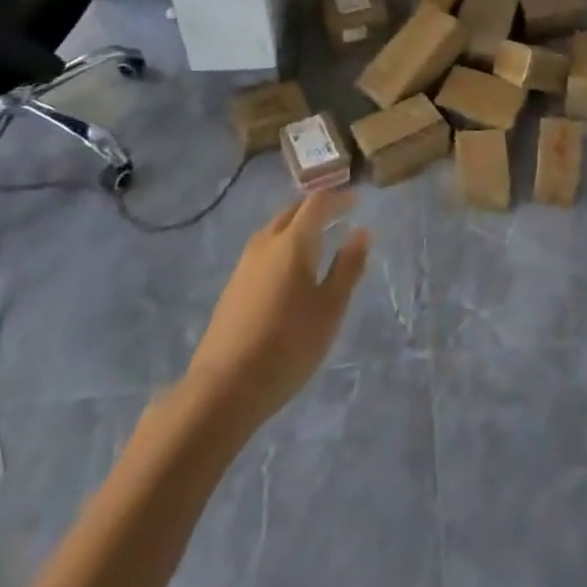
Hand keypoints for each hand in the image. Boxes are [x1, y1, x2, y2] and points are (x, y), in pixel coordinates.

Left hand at [187, 191, 368, 428]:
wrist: (225, 388)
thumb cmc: (289, 345)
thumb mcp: (330, 308)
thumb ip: (347, 267)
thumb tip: (361, 232)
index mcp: (293, 243)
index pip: (316, 204)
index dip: (337, 198)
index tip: (356, 201)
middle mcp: (265, 244)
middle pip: (291, 212)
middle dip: (315, 208)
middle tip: (338, 215)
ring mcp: (244, 265)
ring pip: (274, 230)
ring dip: (296, 226)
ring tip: (317, 239)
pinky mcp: (232, 287)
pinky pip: (263, 250)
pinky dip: (282, 245)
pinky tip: (289, 269)